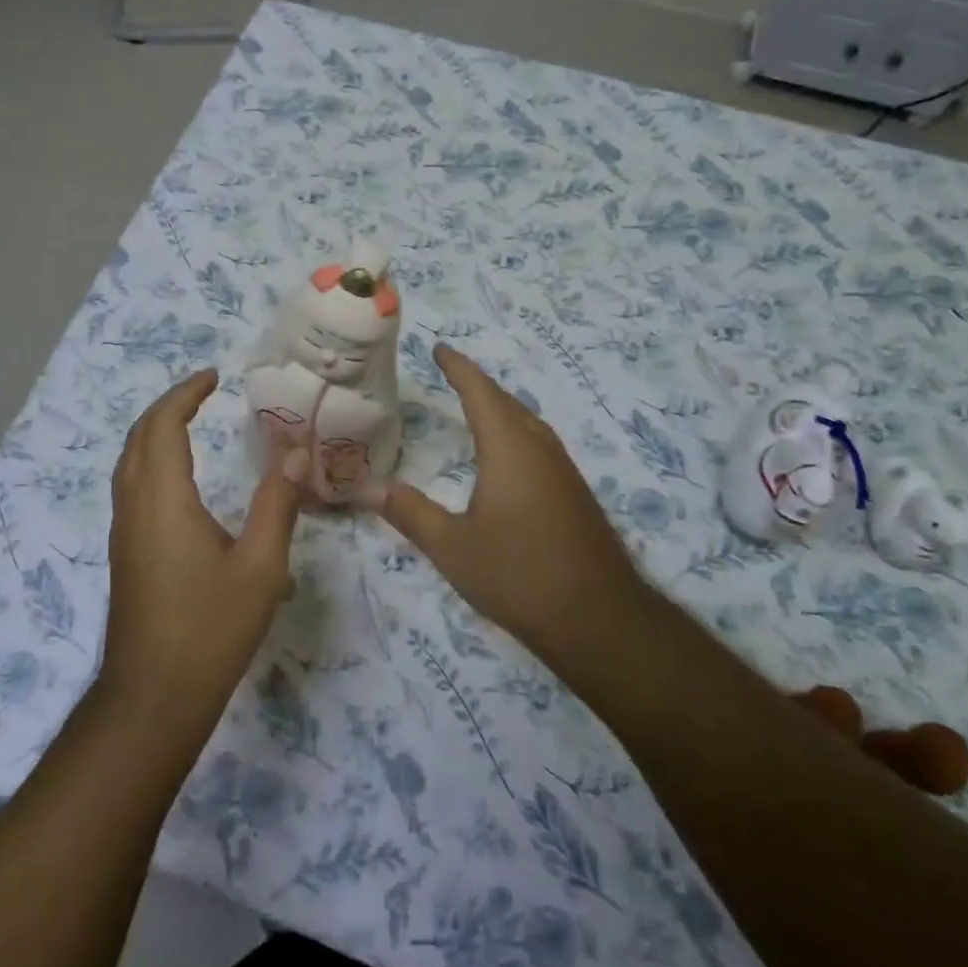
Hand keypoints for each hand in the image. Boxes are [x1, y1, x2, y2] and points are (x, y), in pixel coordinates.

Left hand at [100, 370, 302, 726]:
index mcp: (164, 501)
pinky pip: (131, 487)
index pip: (163, 426)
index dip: (185, 394)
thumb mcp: (259, 567)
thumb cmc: (209, 630)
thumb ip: (277, 504)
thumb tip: (294, 451)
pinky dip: (151, 461)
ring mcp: (123, 533)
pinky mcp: (124, 554)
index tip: (214, 377)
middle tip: (203, 393)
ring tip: (190, 423)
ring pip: (129, 464)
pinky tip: (178, 480)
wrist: (153, 698)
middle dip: (167, 406)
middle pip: (138, 438)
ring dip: (154, 433)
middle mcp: (134, 508)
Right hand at [379, 345, 646, 658]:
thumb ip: (410, 512)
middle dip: (478, 384)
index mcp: (509, 448)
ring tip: (475, 407)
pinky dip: (515, 433)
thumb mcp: (452, 547)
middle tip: (451, 374)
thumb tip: (369, 486)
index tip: (439, 347)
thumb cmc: (518, 575)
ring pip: (528, 423)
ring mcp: (564, 471)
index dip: (458, 367)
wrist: (599, 618)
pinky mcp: (575, 494)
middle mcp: (540, 449)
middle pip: (507, 402)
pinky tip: (507, 458)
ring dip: (500, 408)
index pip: (479, 392)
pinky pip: (539, 445)